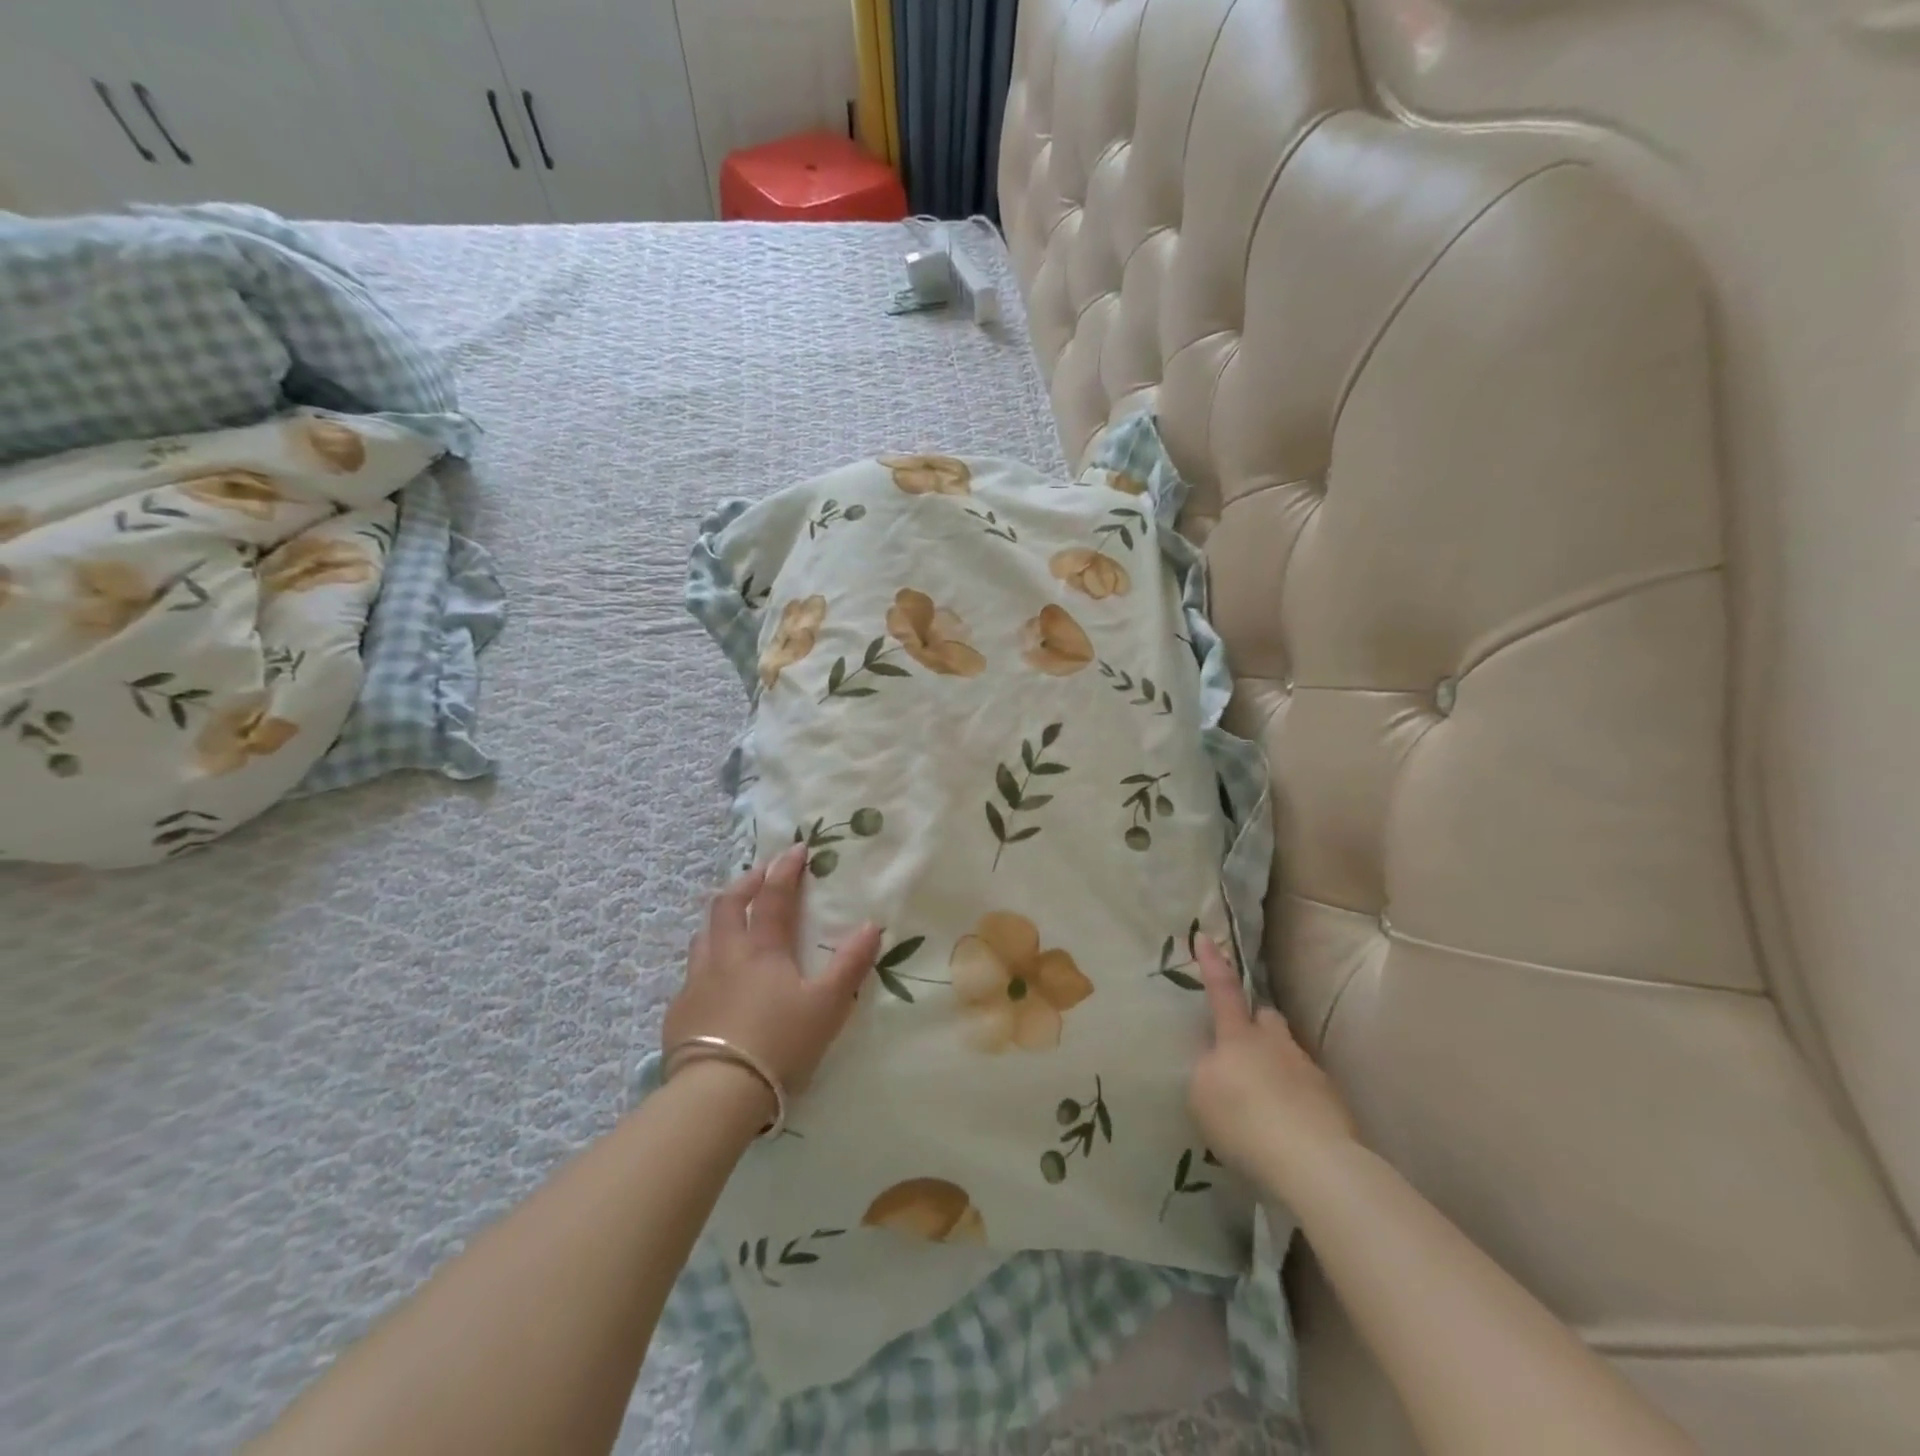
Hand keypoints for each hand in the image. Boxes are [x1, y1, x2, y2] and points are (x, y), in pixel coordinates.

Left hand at [662, 844, 882, 1103]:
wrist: (717, 1093)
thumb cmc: (779, 1043)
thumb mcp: (827, 1006)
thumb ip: (850, 964)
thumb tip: (871, 925)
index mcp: (762, 950)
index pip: (773, 897)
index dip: (785, 870)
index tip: (796, 849)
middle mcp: (725, 956)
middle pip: (727, 906)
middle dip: (745, 883)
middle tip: (760, 876)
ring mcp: (696, 983)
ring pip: (703, 935)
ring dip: (721, 918)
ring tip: (733, 920)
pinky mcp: (679, 1012)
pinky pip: (691, 973)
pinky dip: (706, 960)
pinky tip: (714, 980)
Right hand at [1187, 935, 1359, 1204]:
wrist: (1314, 1163)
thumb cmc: (1245, 1121)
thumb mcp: (1202, 1095)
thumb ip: (1208, 1071)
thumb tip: (1220, 1066)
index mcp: (1238, 1037)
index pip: (1223, 991)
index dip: (1213, 964)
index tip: (1205, 936)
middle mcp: (1276, 1044)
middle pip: (1266, 1019)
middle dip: (1256, 1025)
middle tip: (1243, 1048)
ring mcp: (1309, 1071)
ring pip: (1289, 1054)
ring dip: (1277, 1068)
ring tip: (1265, 1104)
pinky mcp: (1334, 1104)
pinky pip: (1307, 1091)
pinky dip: (1296, 1102)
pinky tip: (1287, 1130)